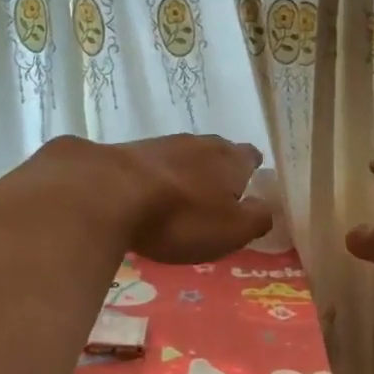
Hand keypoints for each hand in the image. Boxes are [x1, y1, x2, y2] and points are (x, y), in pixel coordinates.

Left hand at [104, 134, 272, 263]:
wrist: (106, 193)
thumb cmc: (181, 217)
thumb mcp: (231, 230)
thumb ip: (256, 219)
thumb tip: (266, 208)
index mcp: (230, 159)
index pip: (250, 157)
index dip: (252, 173)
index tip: (248, 190)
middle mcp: (198, 143)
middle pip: (216, 154)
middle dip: (217, 174)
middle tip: (214, 201)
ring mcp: (159, 144)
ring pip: (181, 158)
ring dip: (183, 176)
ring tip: (178, 203)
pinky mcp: (125, 153)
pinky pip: (150, 168)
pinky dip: (153, 181)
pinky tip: (145, 200)